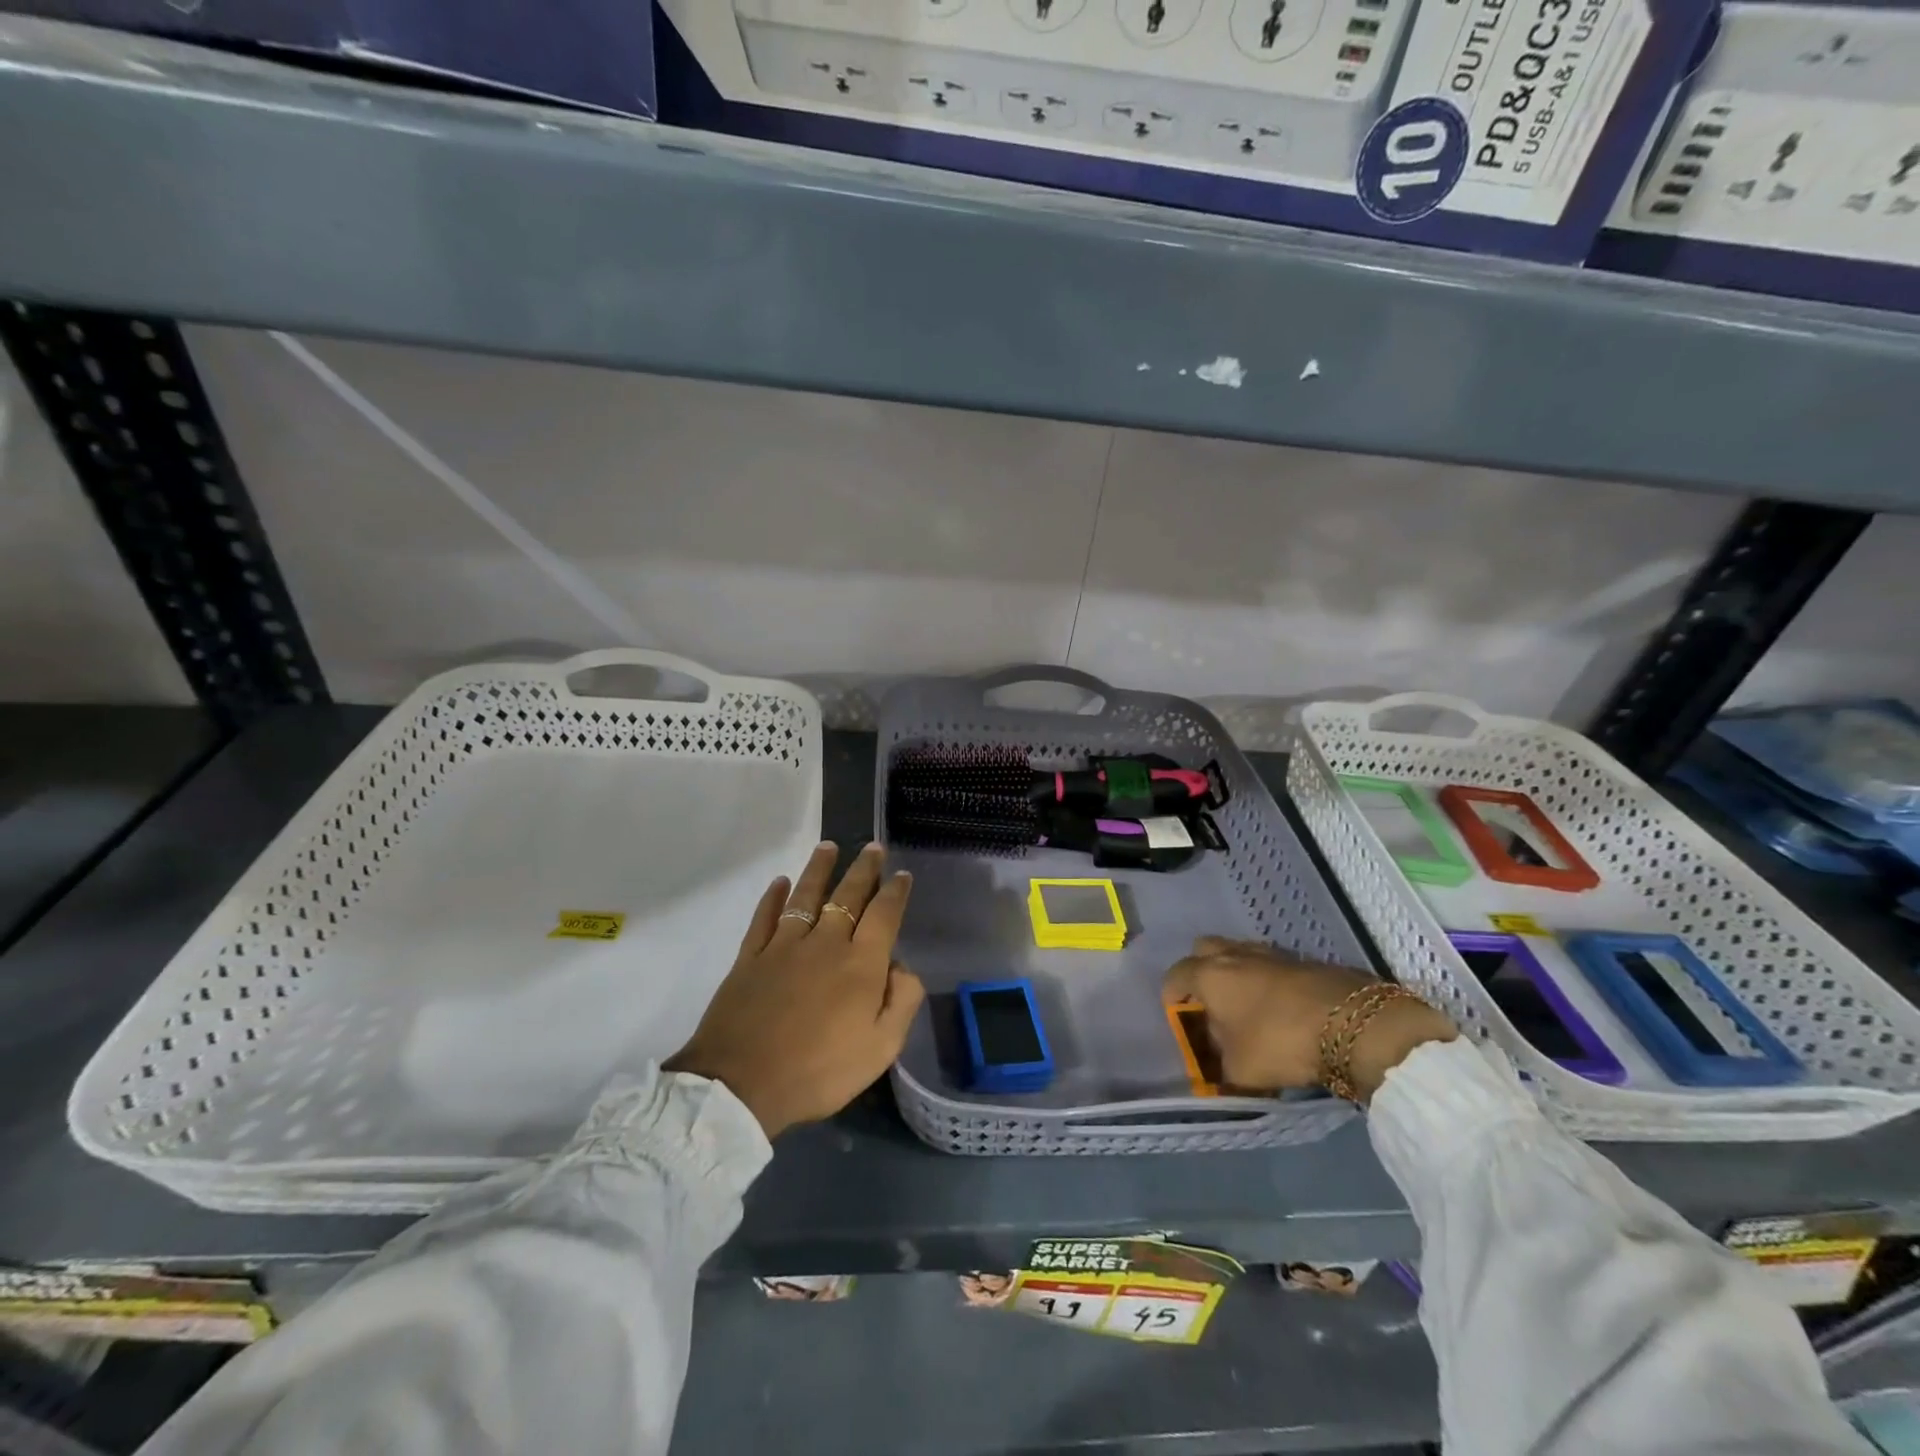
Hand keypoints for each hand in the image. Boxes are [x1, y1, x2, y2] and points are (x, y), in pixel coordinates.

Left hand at [665, 842, 924, 1138]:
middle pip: (847, 896)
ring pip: (805, 896)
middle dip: (863, 869)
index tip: (902, 874)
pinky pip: (764, 918)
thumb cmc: (819, 1071)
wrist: (741, 1085)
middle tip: (873, 847)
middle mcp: (825, 943)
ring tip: (828, 847)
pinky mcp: (750, 957)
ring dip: (819, 869)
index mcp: (861, 964)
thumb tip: (901, 966)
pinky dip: (772, 897)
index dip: (895, 892)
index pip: (884, 915)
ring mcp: (784, 946)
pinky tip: (779, 882)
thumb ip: (901, 1001)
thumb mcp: (881, 1049)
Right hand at [1164, 937, 1455, 1101]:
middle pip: (1204, 950)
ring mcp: (1270, 953)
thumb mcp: (1241, 1071)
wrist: (1352, 1024)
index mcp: (1209, 976)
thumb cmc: (1280, 1042)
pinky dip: (1267, 979)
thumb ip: (1220, 1070)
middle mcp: (1234, 956)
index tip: (1179, 1019)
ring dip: (1236, 972)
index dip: (1172, 998)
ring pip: (1239, 952)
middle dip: (1200, 970)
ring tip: (1246, 1005)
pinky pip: (1271, 964)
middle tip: (1210, 1001)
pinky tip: (1280, 1006)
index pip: (1175, 976)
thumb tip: (1216, 1070)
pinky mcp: (1302, 960)